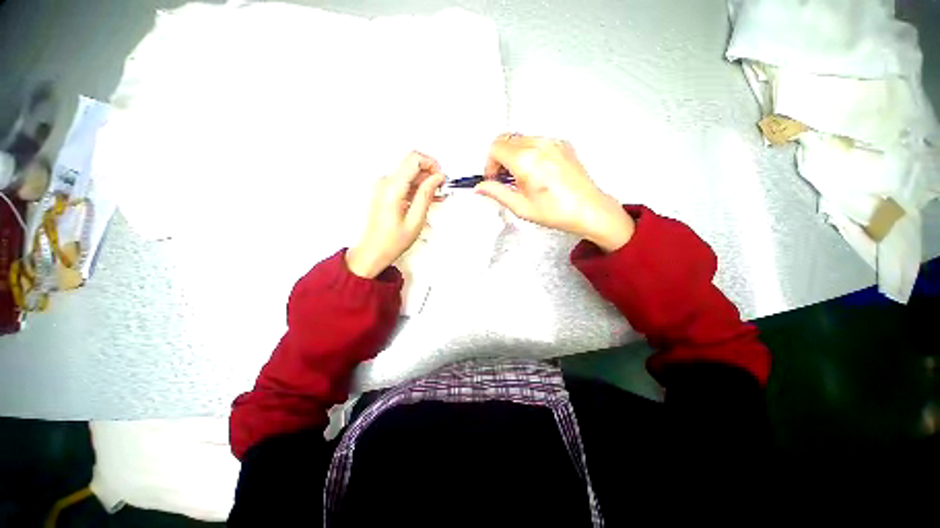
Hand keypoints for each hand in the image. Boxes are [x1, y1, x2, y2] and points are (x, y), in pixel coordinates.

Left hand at [346, 152, 444, 278]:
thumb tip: (436, 178)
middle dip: (430, 174)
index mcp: (392, 188)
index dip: (431, 164)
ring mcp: (384, 187)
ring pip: (410, 175)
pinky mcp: (386, 192)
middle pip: (412, 165)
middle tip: (442, 188)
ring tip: (437, 196)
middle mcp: (386, 183)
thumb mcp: (415, 219)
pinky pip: (405, 183)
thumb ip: (426, 195)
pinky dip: (418, 189)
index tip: (441, 176)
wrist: (374, 250)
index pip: (414, 159)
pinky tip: (428, 199)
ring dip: (426, 183)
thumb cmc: (391, 240)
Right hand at [475, 134, 634, 251]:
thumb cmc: (557, 212)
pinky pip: (536, 141)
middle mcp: (539, 145)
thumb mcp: (521, 207)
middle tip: (504, 178)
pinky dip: (528, 152)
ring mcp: (552, 142)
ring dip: (513, 154)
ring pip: (520, 138)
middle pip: (506, 139)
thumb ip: (497, 193)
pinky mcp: (562, 143)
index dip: (489, 164)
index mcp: (526, 161)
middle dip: (499, 158)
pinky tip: (535, 171)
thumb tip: (481, 187)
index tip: (494, 179)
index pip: (495, 148)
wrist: (589, 209)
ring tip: (520, 177)